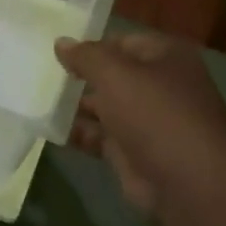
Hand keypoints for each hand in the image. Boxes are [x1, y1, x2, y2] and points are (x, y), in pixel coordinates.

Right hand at [55, 31, 225, 219]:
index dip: (92, 45)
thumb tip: (61, 42)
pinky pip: (101, 138)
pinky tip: (49, 130)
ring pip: (106, 108)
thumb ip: (86, 56)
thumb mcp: (115, 74)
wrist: (187, 183)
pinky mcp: (135, 154)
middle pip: (114, 75)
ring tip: (39, 101)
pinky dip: (79, 134)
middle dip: (82, 77)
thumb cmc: (155, 114)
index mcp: (167, 58)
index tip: (58, 51)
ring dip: (76, 106)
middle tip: (42, 74)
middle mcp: (161, 87)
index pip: (124, 42)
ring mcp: (149, 122)